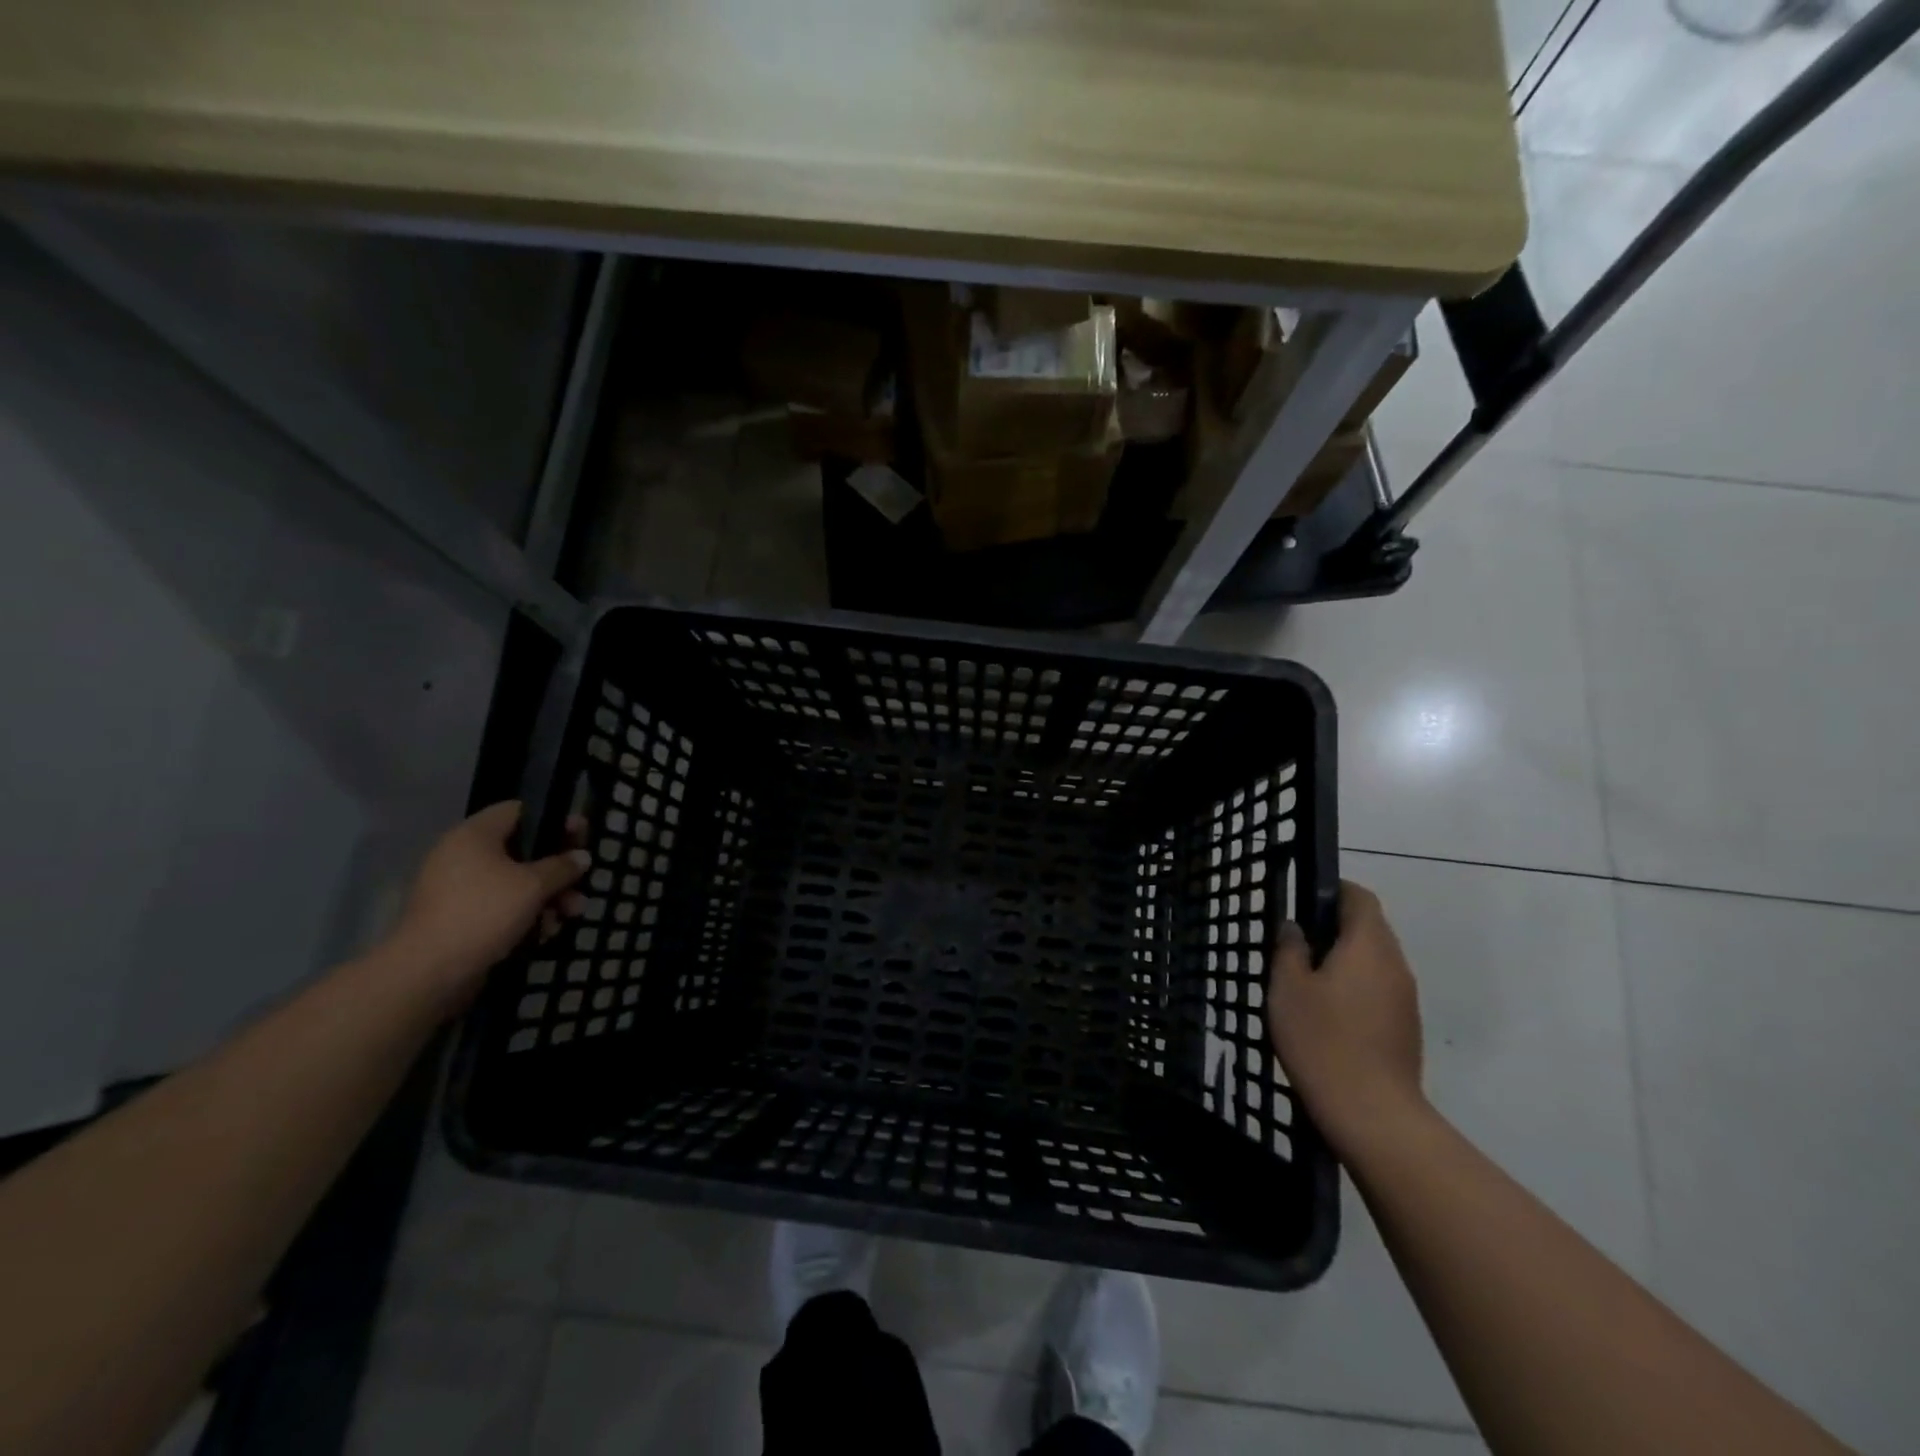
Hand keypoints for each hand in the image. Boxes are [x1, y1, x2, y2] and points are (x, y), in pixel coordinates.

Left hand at [388, 802, 588, 1006]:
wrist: (429, 972)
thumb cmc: (484, 912)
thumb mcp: (534, 885)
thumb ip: (562, 866)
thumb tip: (582, 857)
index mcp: (474, 835)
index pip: (520, 810)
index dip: (554, 821)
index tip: (582, 837)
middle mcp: (463, 856)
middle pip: (523, 851)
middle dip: (557, 870)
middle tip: (582, 884)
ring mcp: (459, 889)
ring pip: (516, 883)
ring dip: (548, 897)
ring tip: (569, 916)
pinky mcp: (460, 918)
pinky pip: (501, 907)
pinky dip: (525, 916)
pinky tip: (544, 934)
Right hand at [1267, 881, 1425, 1152]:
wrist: (1371, 1112)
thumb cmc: (1322, 1039)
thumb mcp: (1287, 987)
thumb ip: (1289, 948)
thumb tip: (1294, 926)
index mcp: (1368, 946)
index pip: (1360, 898)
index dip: (1333, 890)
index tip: (1303, 900)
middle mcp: (1395, 964)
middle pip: (1370, 928)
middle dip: (1335, 927)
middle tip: (1296, 943)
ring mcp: (1405, 997)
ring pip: (1375, 960)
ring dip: (1345, 959)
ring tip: (1307, 979)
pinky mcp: (1406, 1026)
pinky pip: (1380, 988)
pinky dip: (1356, 986)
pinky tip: (1328, 1012)